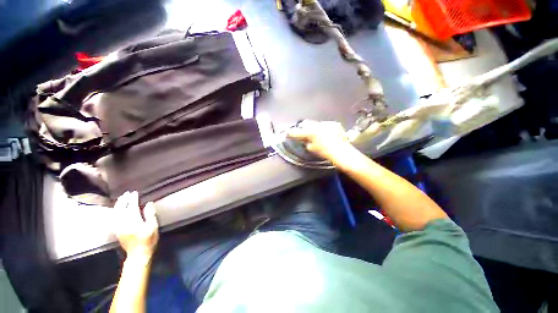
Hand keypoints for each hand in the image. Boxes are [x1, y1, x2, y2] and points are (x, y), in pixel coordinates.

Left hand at [113, 191, 158, 258]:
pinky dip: (115, 211)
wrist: (138, 254)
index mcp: (134, 221)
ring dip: (118, 204)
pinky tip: (117, 208)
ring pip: (116, 213)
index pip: (132, 207)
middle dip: (124, 200)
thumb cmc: (148, 240)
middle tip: (127, 193)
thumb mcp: (153, 227)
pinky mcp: (117, 230)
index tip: (135, 193)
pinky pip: (114, 218)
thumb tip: (148, 203)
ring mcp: (118, 227)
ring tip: (122, 198)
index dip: (133, 199)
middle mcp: (124, 223)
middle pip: (122, 209)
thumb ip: (150, 215)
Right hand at [287, 120, 353, 161]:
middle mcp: (317, 125)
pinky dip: (324, 129)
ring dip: (314, 128)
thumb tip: (305, 139)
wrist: (342, 152)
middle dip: (304, 128)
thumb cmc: (325, 152)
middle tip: (304, 133)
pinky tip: (327, 135)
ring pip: (316, 124)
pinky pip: (325, 125)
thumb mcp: (312, 148)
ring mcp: (326, 123)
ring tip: (317, 135)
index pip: (297, 132)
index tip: (287, 133)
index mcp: (310, 132)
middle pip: (306, 124)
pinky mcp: (334, 124)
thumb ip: (306, 142)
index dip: (291, 133)